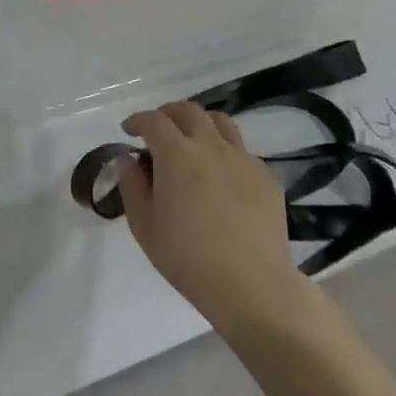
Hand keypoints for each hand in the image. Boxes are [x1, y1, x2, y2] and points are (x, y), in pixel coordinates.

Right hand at [118, 102, 303, 332]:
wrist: (251, 285)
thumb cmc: (187, 258)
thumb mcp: (144, 226)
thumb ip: (132, 186)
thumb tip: (129, 160)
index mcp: (177, 154)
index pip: (153, 120)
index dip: (137, 120)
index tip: (128, 130)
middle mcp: (211, 146)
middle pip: (188, 111)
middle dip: (168, 113)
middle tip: (158, 131)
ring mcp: (243, 159)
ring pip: (221, 122)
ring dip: (200, 124)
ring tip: (192, 142)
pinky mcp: (266, 177)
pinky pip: (242, 151)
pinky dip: (224, 152)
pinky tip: (220, 177)